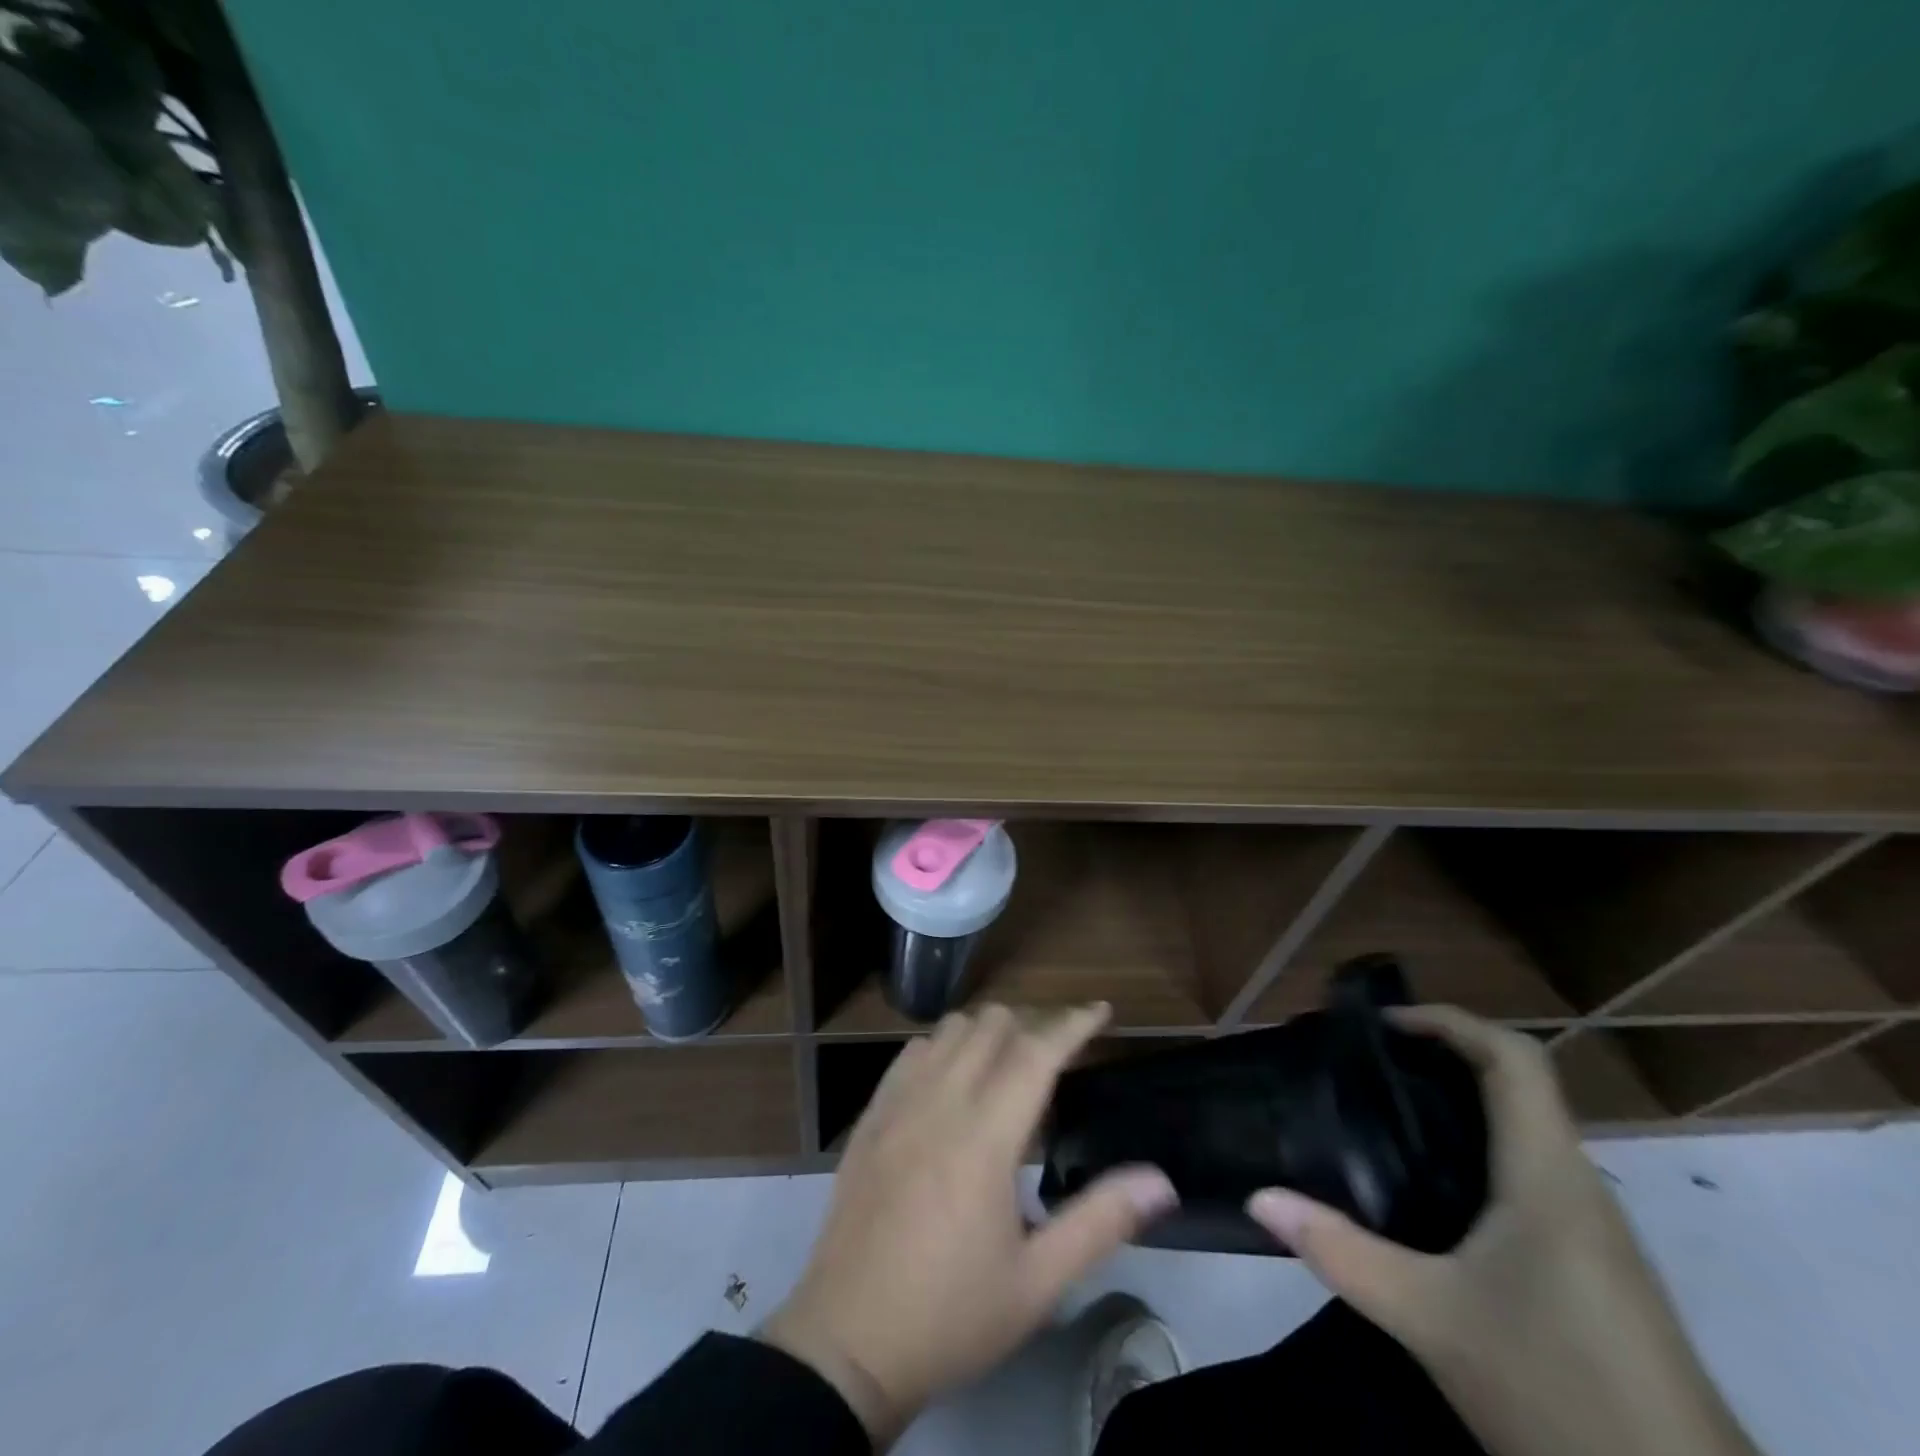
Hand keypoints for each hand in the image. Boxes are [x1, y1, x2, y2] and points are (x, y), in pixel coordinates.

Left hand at [761, 1003, 1175, 1445]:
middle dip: (1032, 1024)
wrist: (846, 1343)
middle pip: (991, 1026)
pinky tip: (952, 1077)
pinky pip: (911, 1053)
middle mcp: (939, 1102)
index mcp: (984, 1138)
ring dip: (986, 1031)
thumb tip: (1160, 1180)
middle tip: (1058, 1054)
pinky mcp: (870, 1117)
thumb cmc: (951, 1315)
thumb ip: (1100, 1222)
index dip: (1072, 1024)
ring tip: (1009, 1063)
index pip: (1036, 1053)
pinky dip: (943, 1046)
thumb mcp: (1037, 1284)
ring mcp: (897, 1104)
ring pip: (949, 1030)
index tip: (1100, 1009)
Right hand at [1246, 1007, 1758, 1455]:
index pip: (1513, 1058)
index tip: (1383, 1023)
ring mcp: (1595, 1231)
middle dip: (1441, 1059)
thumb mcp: (1429, 1319)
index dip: (1450, 1021)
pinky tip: (1433, 1195)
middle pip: (1517, 1087)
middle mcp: (1578, 1186)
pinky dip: (1478, 1154)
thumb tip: (1260, 1198)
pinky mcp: (1598, 1270)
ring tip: (1386, 1117)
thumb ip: (1341, 1253)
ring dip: (1460, 1107)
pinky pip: (1532, 1176)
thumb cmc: (1558, 1390)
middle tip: (1367, 1065)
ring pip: (1525, 1134)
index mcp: (1547, 1175)